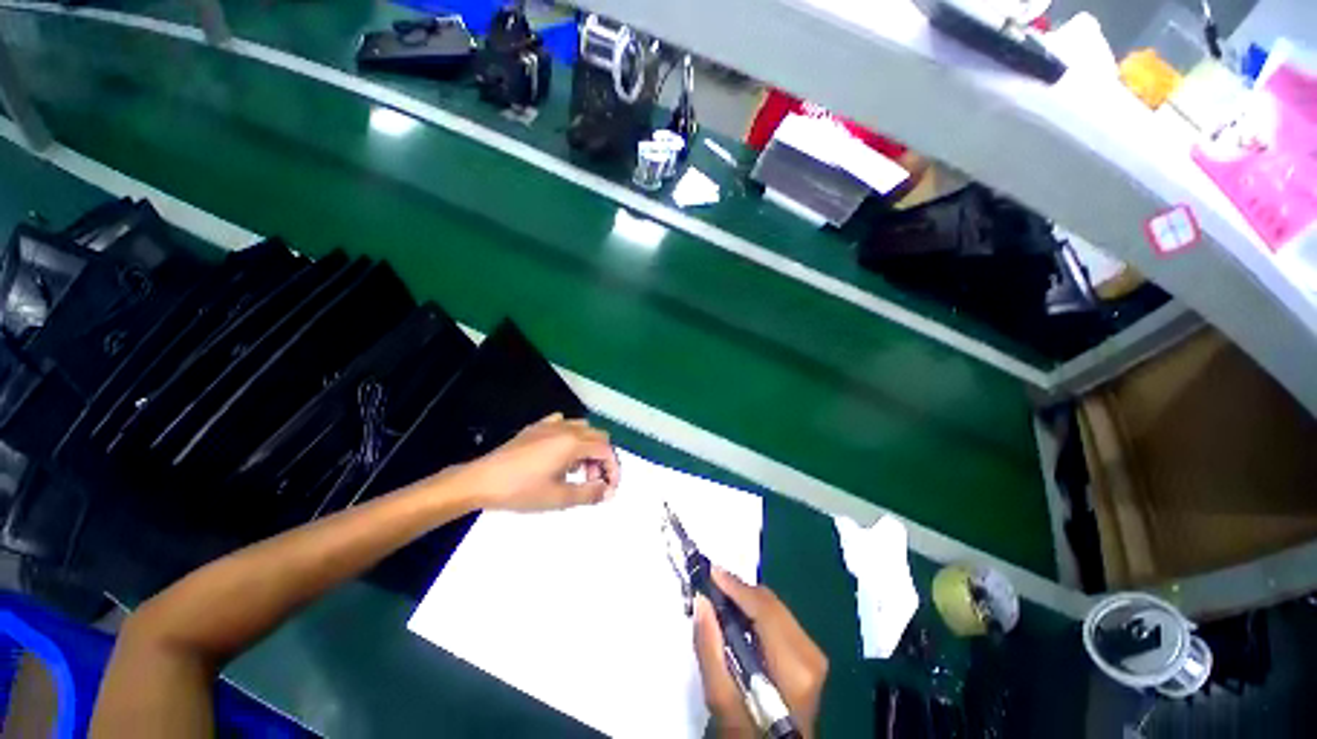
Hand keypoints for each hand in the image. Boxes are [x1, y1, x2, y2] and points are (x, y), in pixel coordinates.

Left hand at [455, 413, 620, 511]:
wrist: (481, 481)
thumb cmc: (521, 490)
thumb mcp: (559, 498)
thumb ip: (589, 494)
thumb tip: (608, 492)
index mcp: (573, 443)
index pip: (606, 450)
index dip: (613, 469)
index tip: (609, 489)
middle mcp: (566, 428)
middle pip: (598, 437)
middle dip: (602, 459)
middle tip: (592, 481)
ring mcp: (550, 425)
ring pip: (583, 429)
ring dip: (588, 448)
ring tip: (577, 470)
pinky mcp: (536, 427)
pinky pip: (563, 424)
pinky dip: (571, 437)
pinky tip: (560, 453)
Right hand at [694, 569, 827, 738]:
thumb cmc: (750, 735)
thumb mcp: (723, 703)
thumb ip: (710, 651)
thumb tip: (701, 601)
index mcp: (795, 668)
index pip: (765, 610)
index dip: (736, 587)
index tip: (710, 571)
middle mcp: (810, 654)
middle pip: (771, 604)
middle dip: (739, 592)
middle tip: (711, 586)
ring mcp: (813, 654)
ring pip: (775, 607)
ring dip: (746, 601)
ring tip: (720, 600)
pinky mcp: (809, 656)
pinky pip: (779, 618)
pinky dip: (756, 613)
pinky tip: (739, 617)